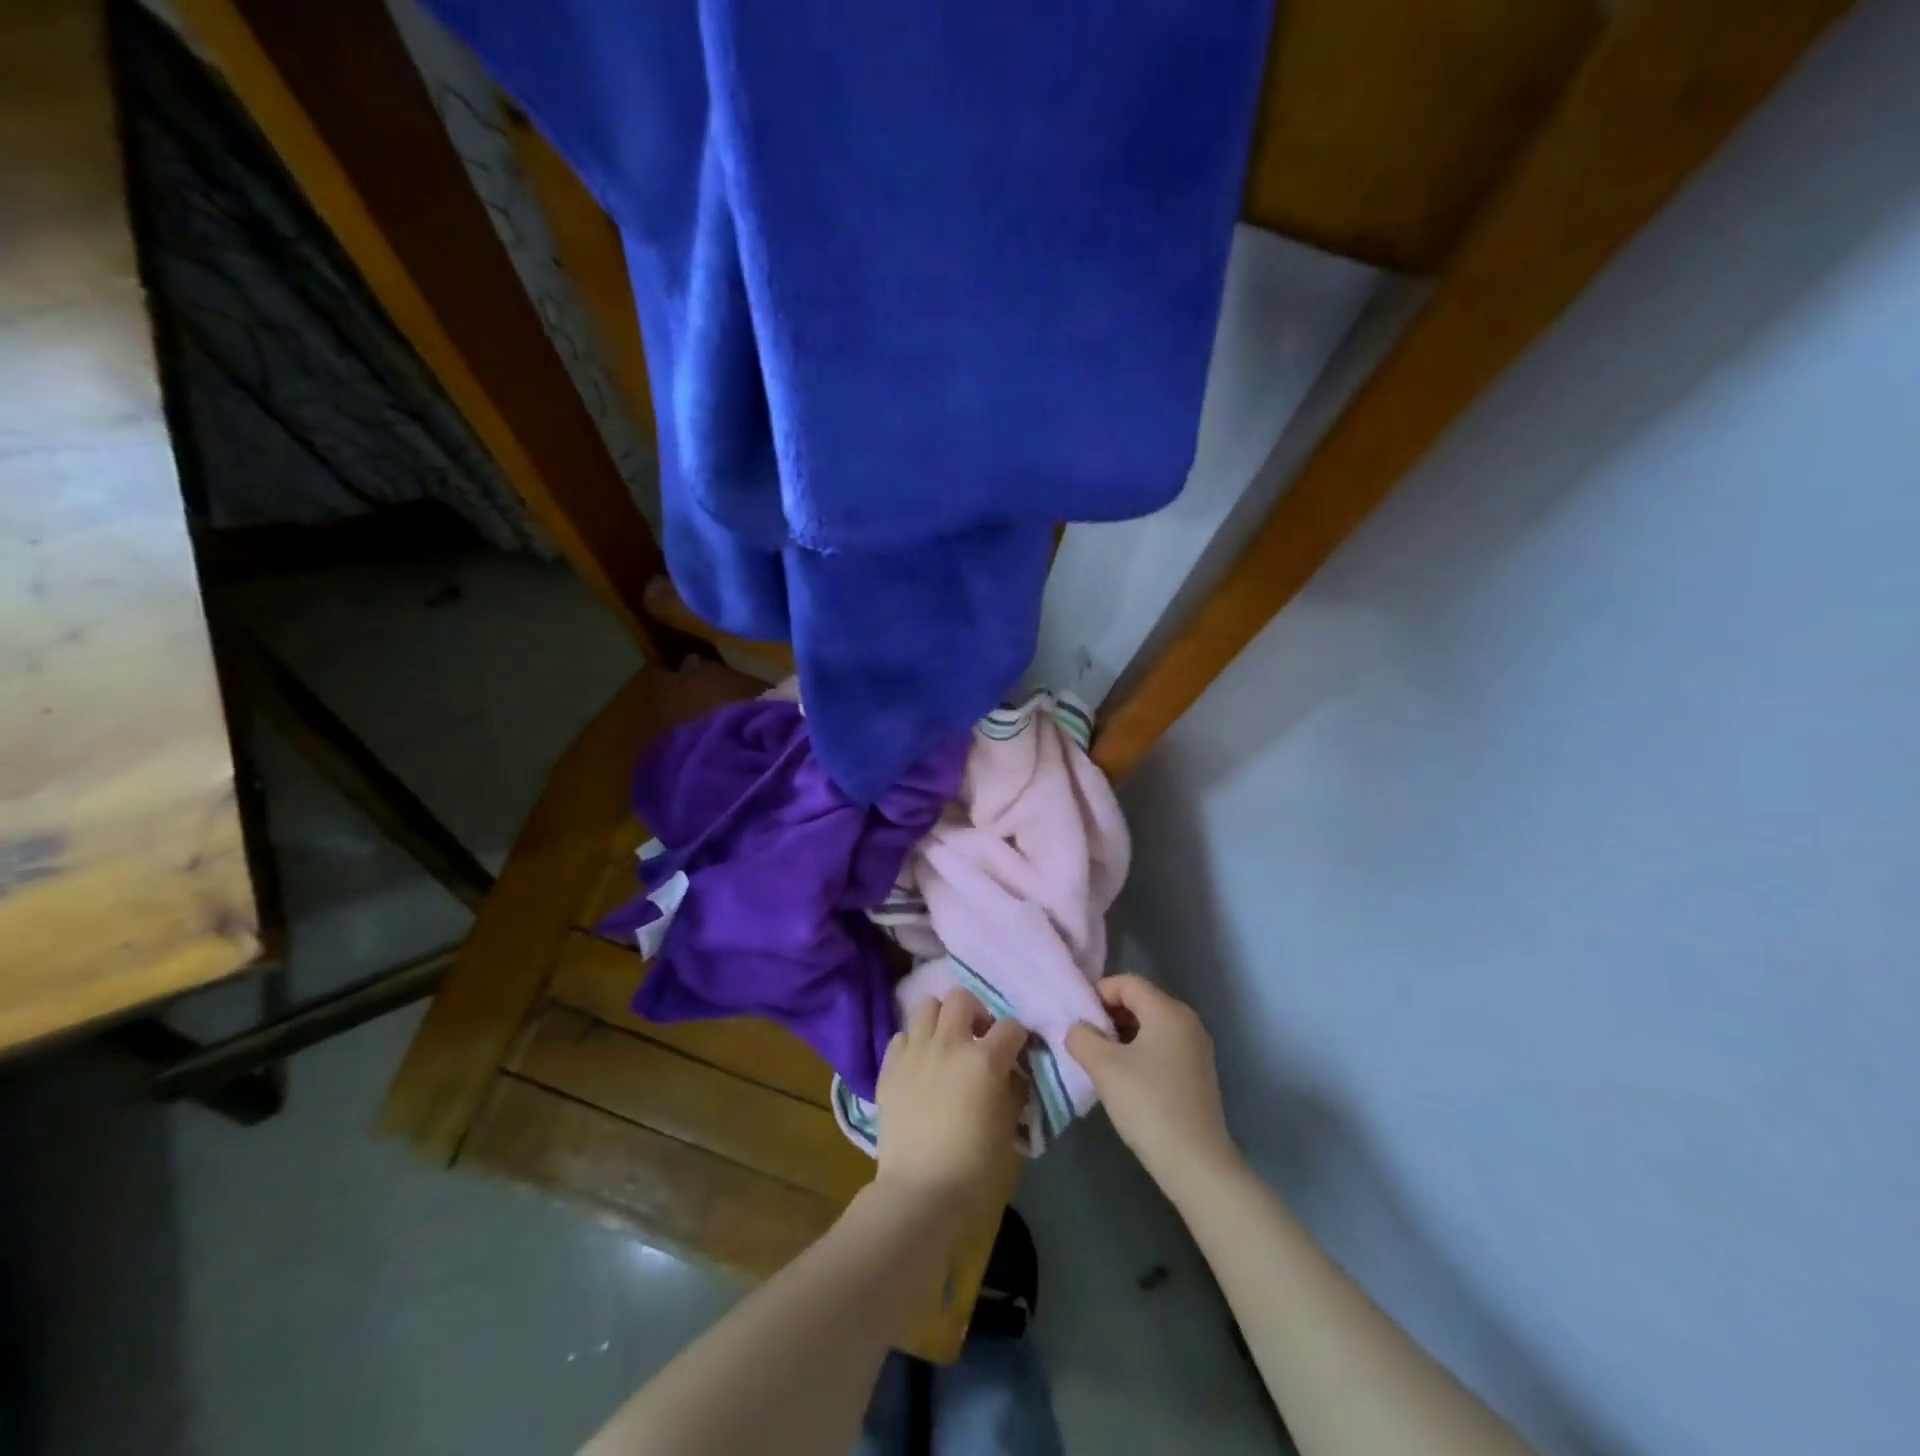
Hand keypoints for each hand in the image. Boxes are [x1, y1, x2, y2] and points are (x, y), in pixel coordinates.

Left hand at [872, 991, 1025, 1219]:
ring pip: (926, 1006)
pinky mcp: (889, 1068)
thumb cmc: (975, 1168)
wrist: (920, 1193)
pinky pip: (901, 1037)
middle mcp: (949, 1044)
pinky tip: (919, 1064)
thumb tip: (1012, 1074)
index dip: (1017, 1038)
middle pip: (961, 998)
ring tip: (945, 1043)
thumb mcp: (1008, 1129)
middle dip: (975, 1012)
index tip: (1017, 1052)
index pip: (1010, 1027)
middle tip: (978, 1038)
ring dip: (940, 1019)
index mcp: (984, 1058)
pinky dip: (913, 1043)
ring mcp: (915, 1052)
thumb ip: (1013, 1092)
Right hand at [1067, 975, 1240, 1196]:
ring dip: (1122, 1034)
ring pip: (1150, 1025)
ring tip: (1100, 1060)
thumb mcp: (1103, 1067)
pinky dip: (1139, 1051)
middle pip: (1140, 1000)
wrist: (1195, 1164)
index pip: (1127, 982)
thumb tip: (1078, 1029)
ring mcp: (1196, 1048)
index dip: (1098, 993)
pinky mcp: (1198, 1072)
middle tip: (1085, 1038)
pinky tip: (1124, 1077)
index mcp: (1168, 1011)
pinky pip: (1162, 1046)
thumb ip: (1081, 1037)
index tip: (1078, 1018)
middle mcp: (1187, 1021)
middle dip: (1109, 1014)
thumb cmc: (1148, 1104)